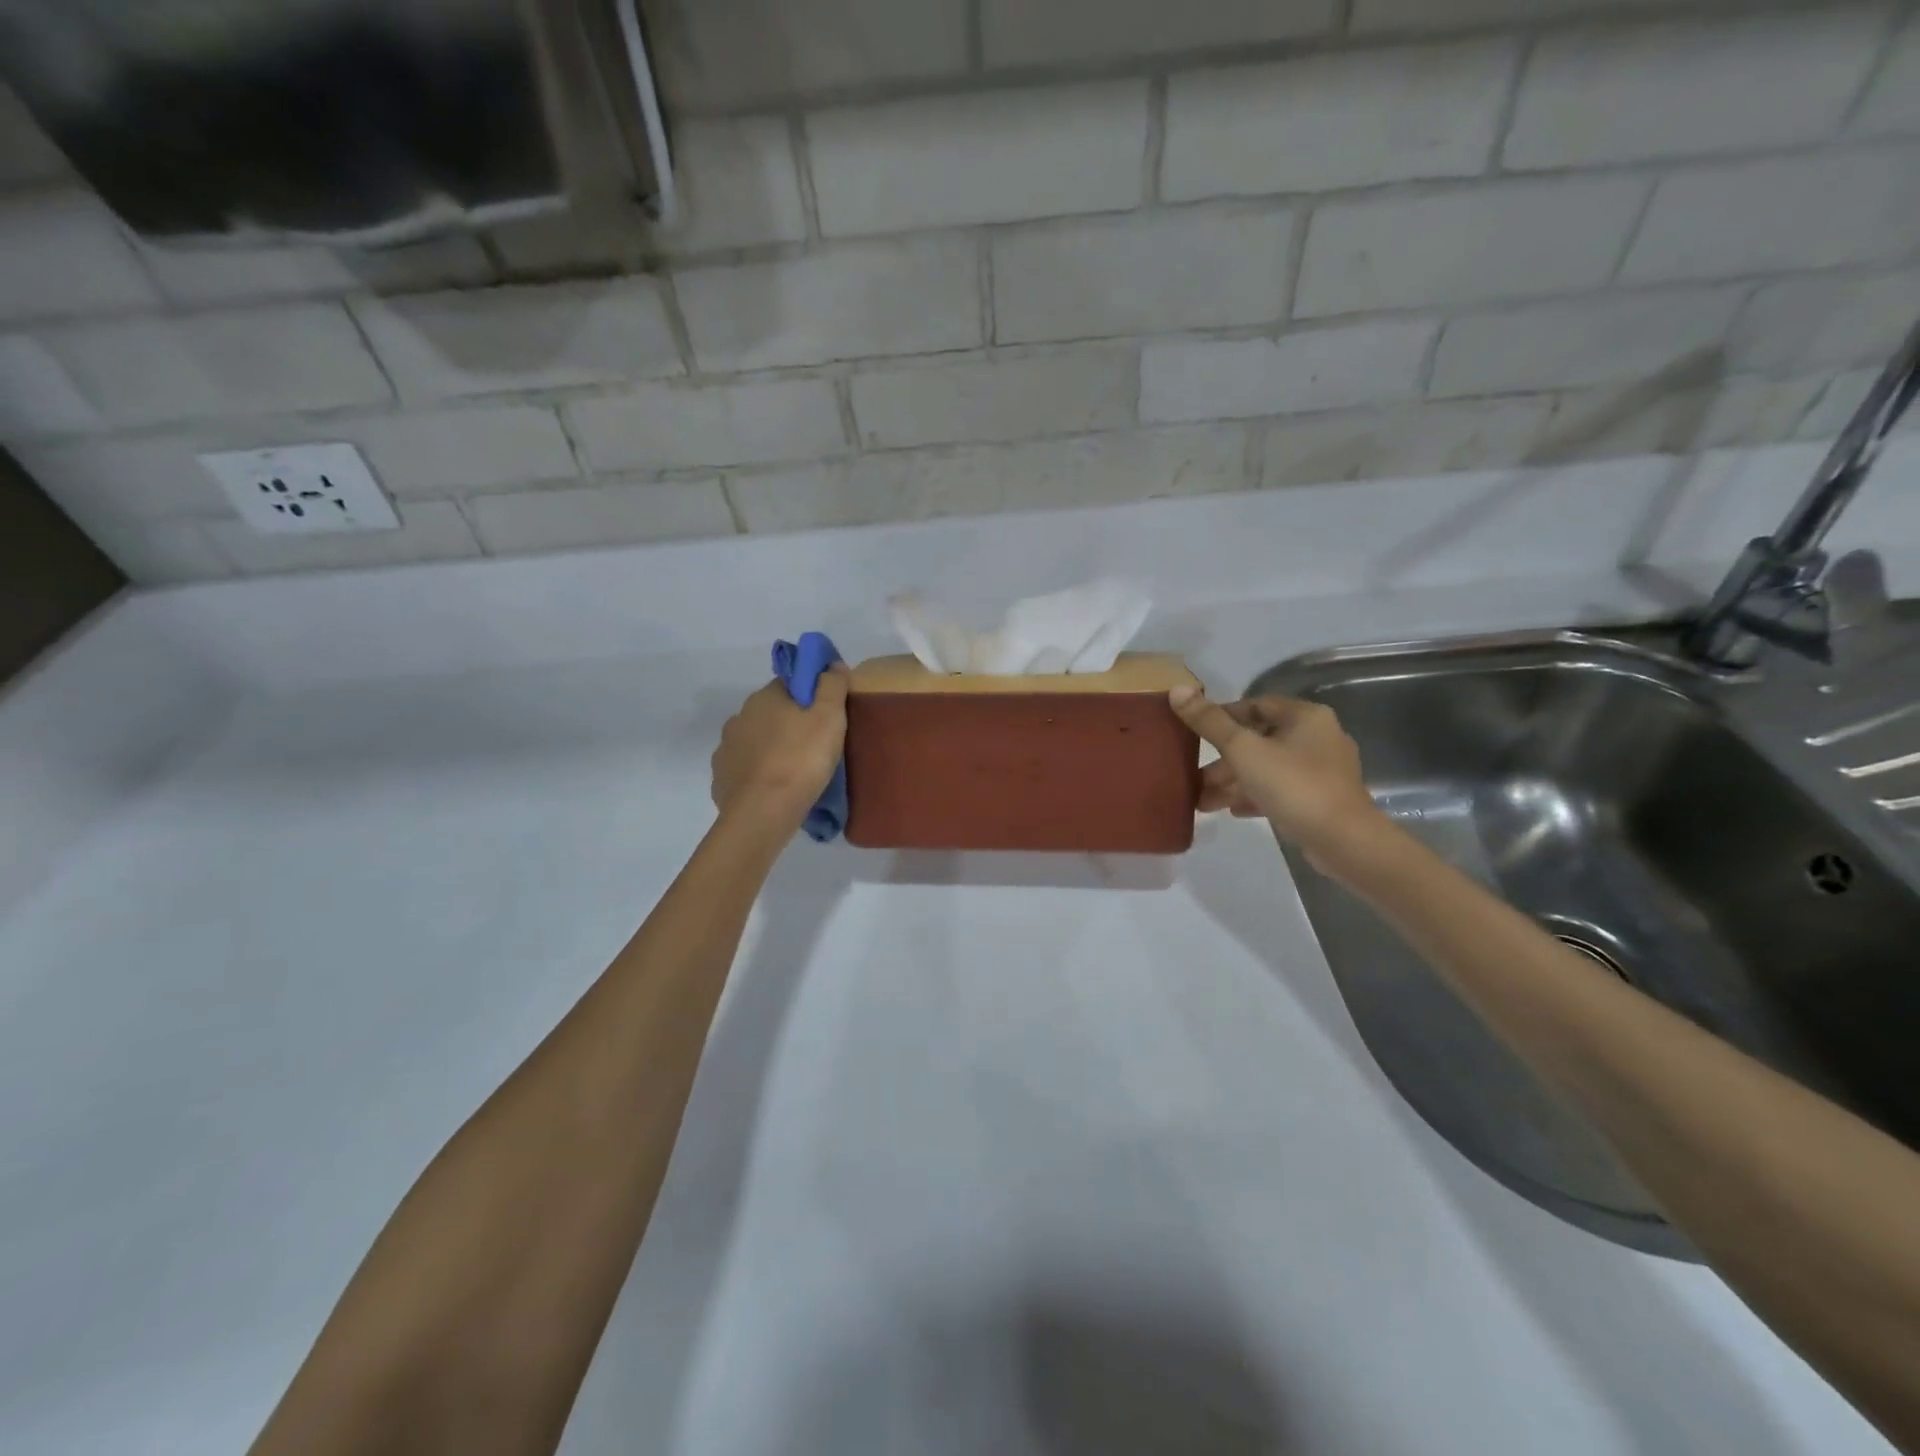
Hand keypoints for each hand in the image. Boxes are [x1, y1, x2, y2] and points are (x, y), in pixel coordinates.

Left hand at [711, 666, 849, 827]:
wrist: (763, 812)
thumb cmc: (801, 759)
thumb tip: (832, 664)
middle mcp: (739, 717)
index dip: (809, 696)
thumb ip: (832, 686)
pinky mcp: (722, 779)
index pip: (788, 685)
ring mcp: (726, 749)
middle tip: (815, 745)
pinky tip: (774, 789)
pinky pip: (745, 770)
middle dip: (789, 723)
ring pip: (755, 741)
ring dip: (771, 749)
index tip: (825, 714)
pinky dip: (758, 775)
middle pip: (770, 713)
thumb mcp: (829, 717)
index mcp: (764, 698)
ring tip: (795, 771)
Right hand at [1170, 686, 1390, 870]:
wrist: (1343, 841)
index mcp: (1305, 717)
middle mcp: (1318, 737)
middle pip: (1260, 740)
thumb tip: (1176, 690)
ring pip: (1268, 768)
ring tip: (1203, 801)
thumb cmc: (1293, 785)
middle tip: (1194, 775)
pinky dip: (1255, 796)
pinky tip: (1232, 810)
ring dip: (1234, 781)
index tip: (1194, 733)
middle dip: (1223, 759)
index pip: (1256, 705)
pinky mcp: (1321, 799)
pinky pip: (1280, 790)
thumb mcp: (1243, 750)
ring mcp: (1322, 770)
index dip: (1223, 716)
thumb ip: (1209, 722)